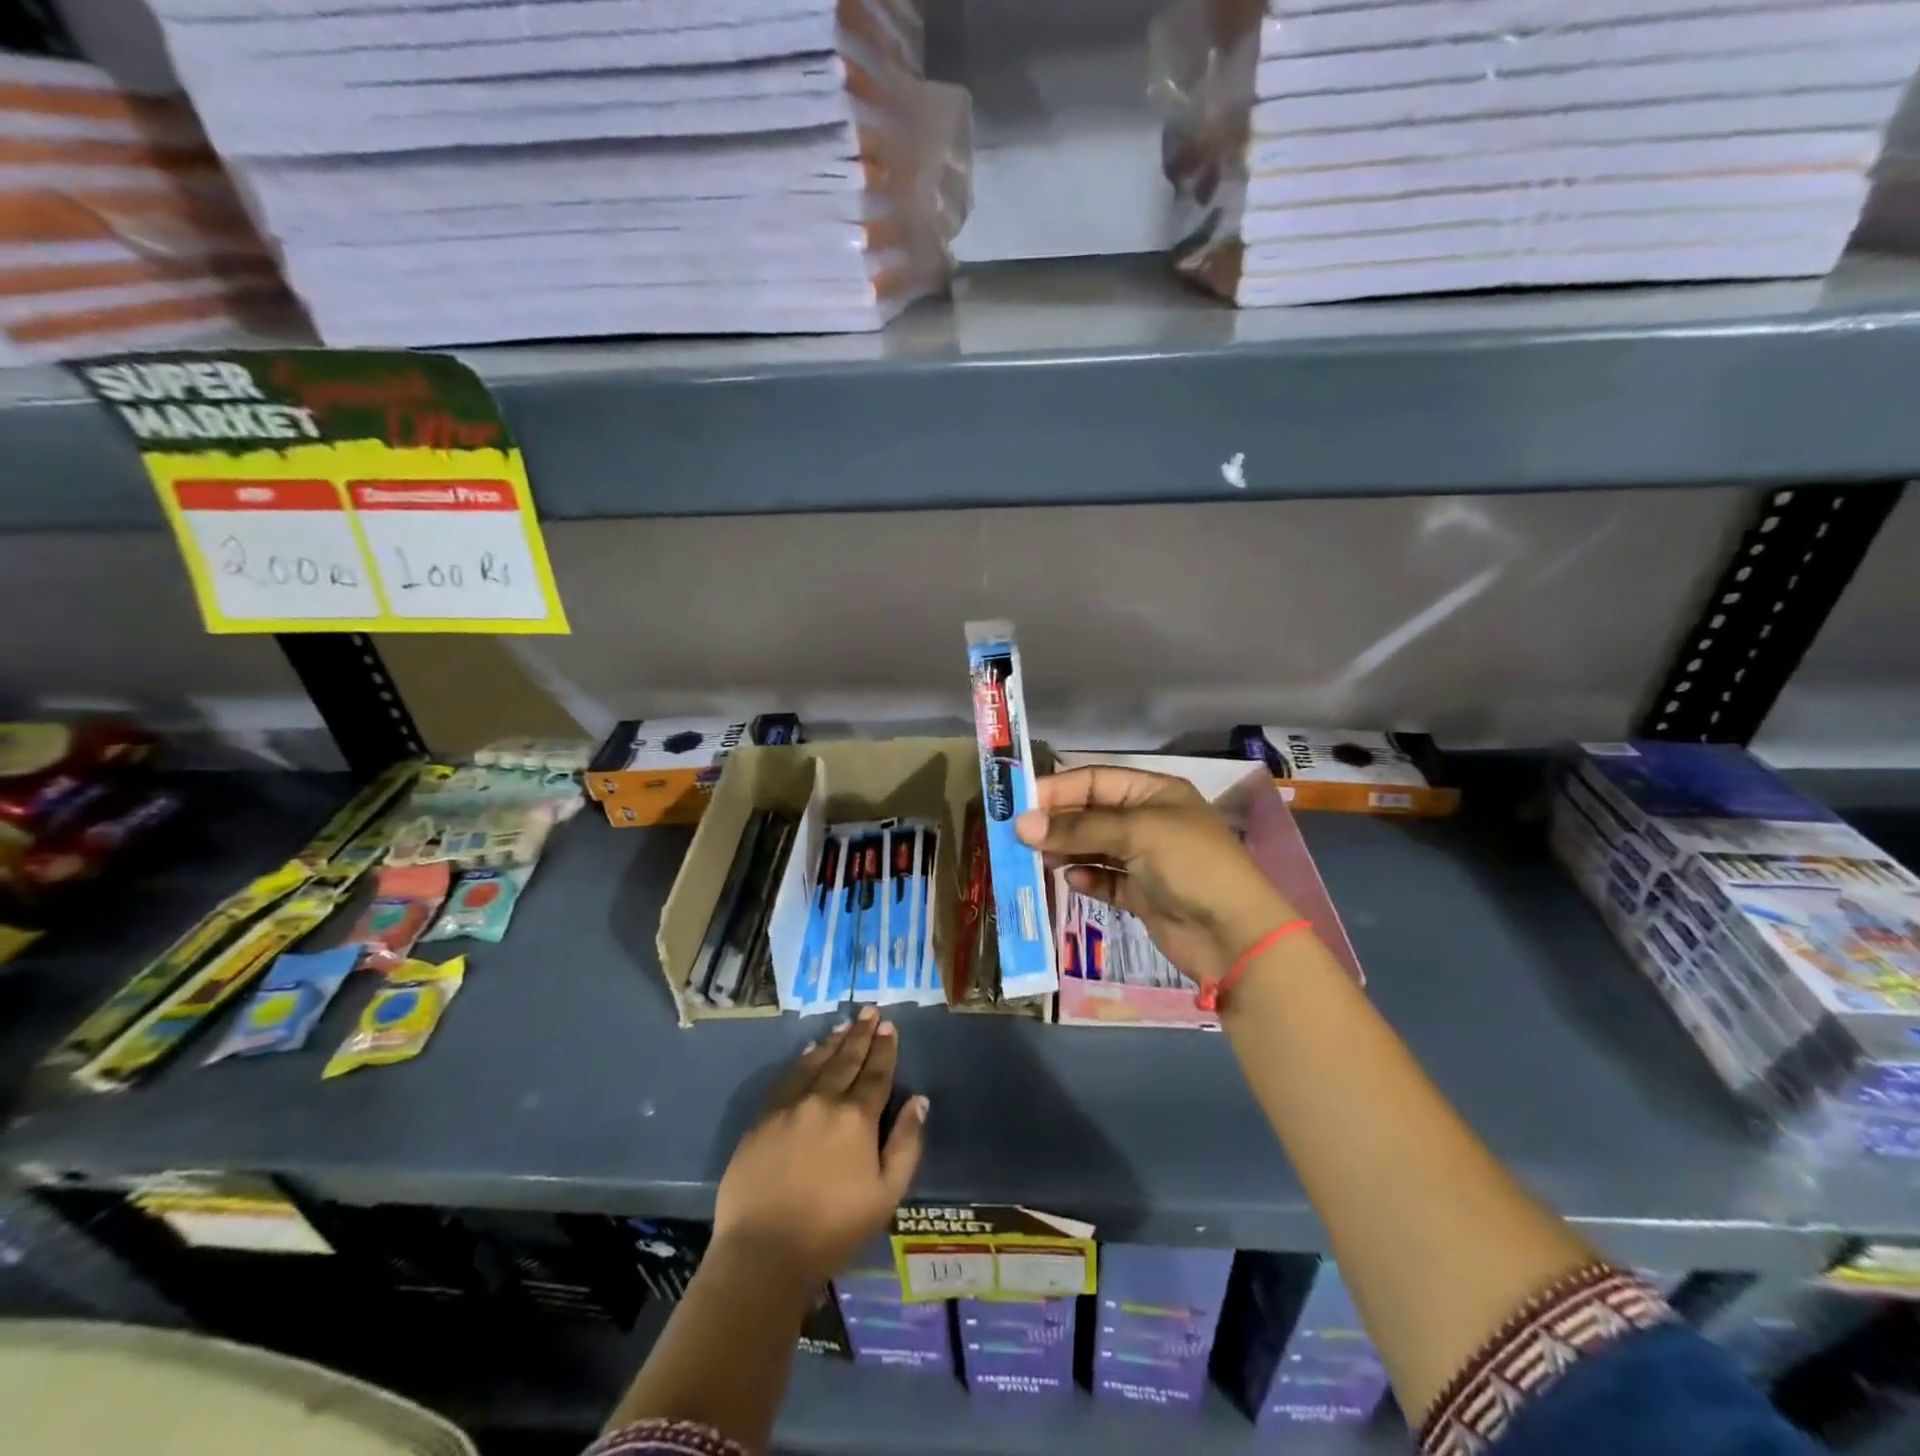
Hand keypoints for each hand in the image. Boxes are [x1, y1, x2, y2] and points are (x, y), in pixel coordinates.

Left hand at [713, 1007, 927, 1286]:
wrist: (763, 1252)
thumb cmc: (833, 1229)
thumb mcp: (886, 1195)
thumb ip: (906, 1144)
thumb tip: (919, 1101)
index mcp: (857, 1118)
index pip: (876, 1074)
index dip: (884, 1049)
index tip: (889, 1027)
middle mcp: (823, 1100)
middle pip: (846, 1059)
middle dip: (861, 1034)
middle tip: (870, 1012)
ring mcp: (789, 1106)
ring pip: (816, 1062)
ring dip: (833, 1042)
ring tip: (845, 1025)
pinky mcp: (762, 1119)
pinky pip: (787, 1077)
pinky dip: (802, 1060)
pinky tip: (809, 1052)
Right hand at [1015, 765, 1296, 983]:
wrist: (1235, 935)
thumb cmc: (1190, 865)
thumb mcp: (1136, 833)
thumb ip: (1078, 828)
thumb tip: (1021, 825)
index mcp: (1155, 792)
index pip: (1096, 780)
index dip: (1059, 789)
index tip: (1020, 804)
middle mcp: (1149, 821)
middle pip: (1092, 813)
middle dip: (1058, 822)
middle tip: (1019, 836)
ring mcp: (1146, 859)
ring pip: (1094, 847)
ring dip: (1067, 850)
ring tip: (1037, 859)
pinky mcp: (1143, 894)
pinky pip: (1105, 879)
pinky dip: (1087, 878)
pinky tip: (1070, 880)